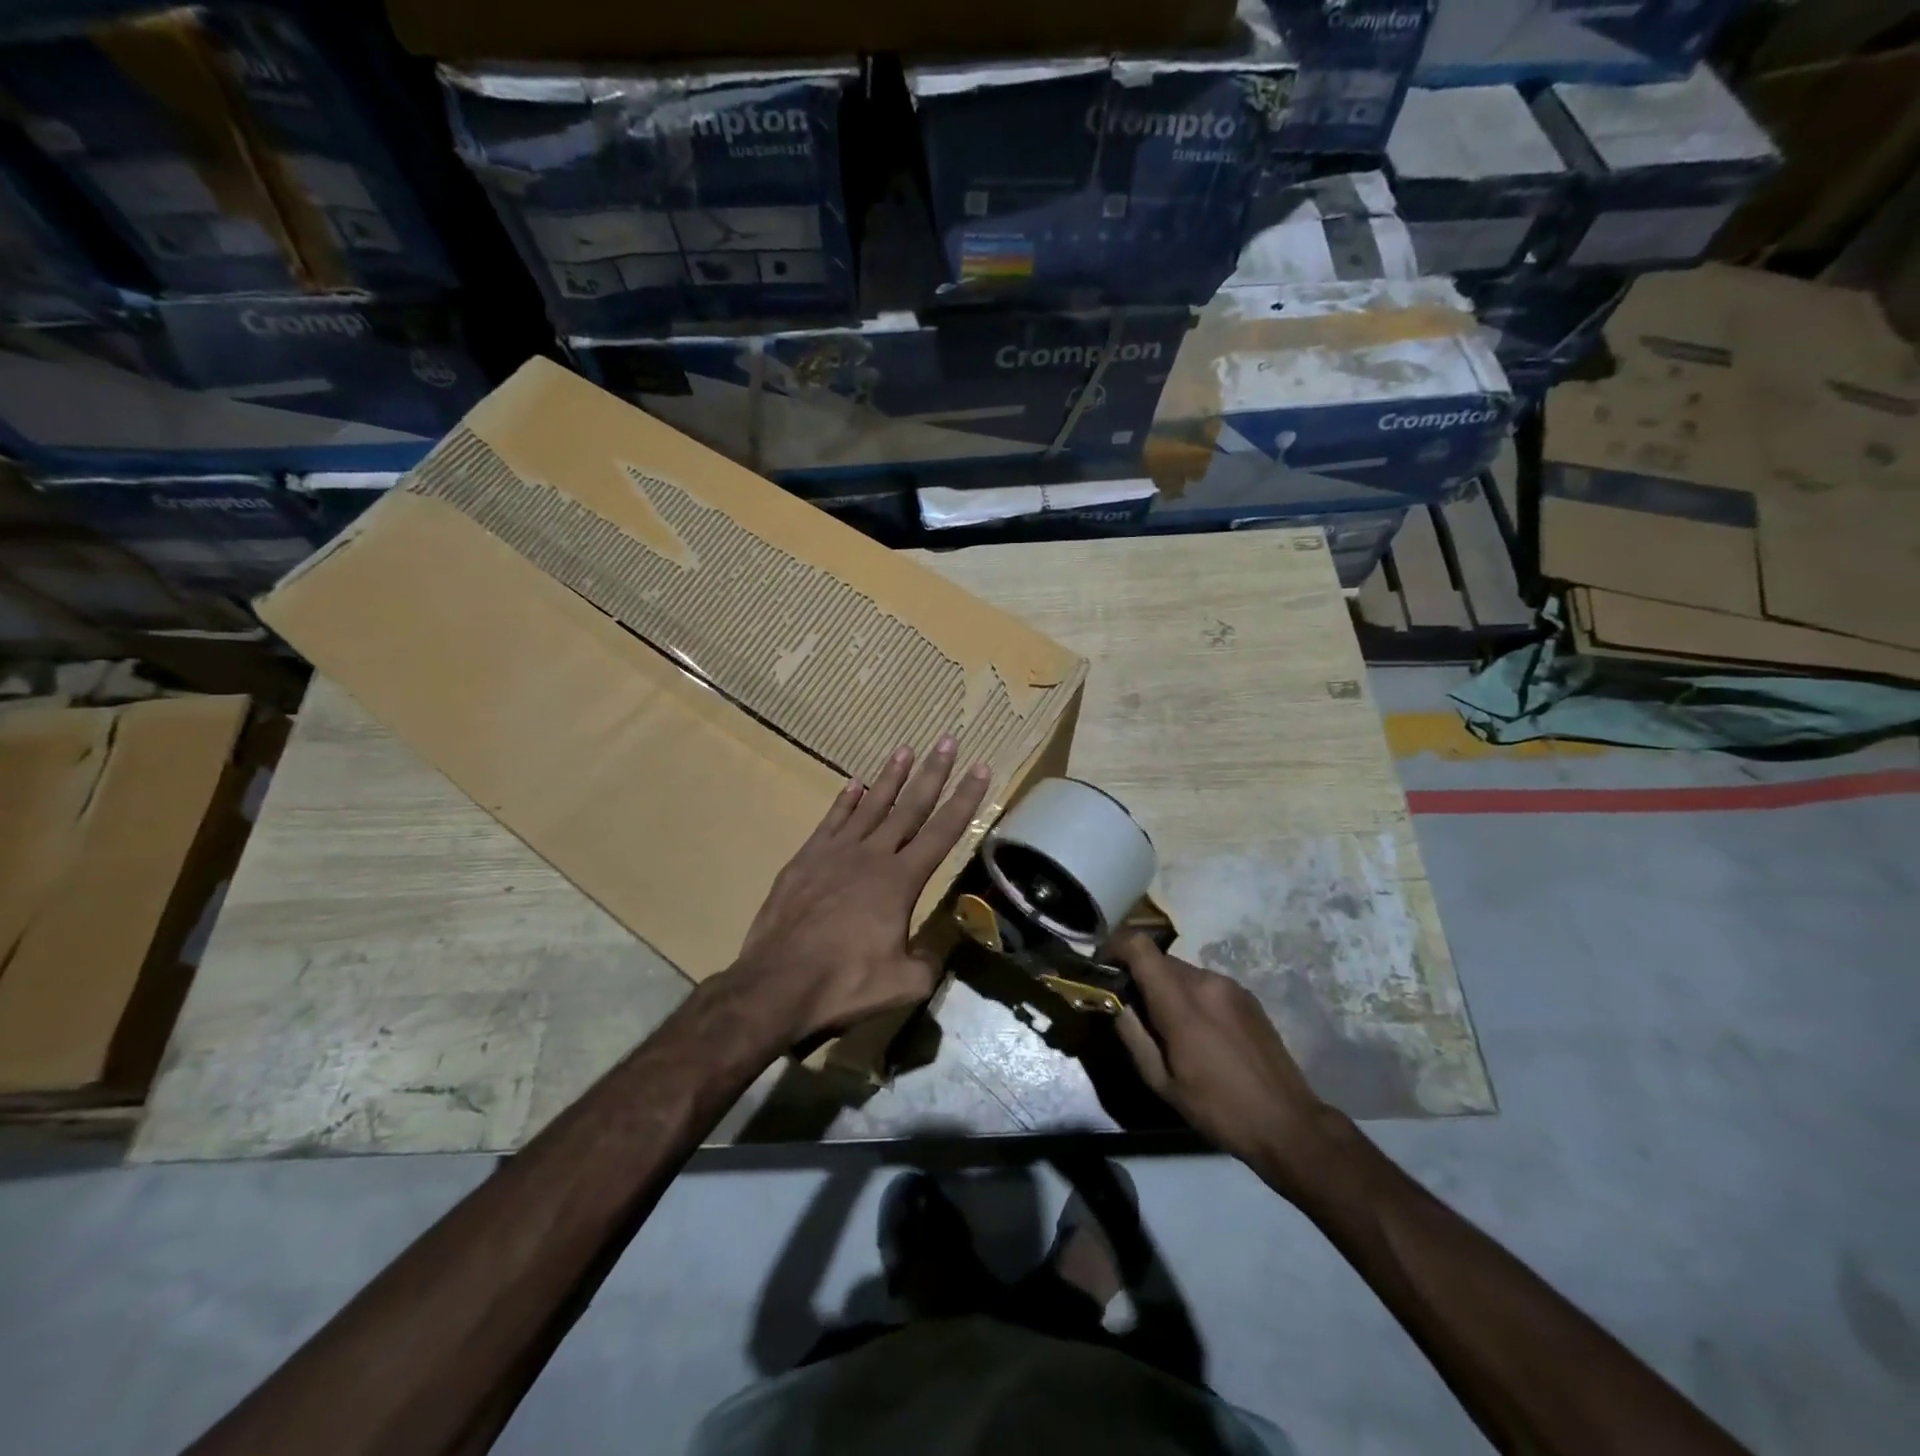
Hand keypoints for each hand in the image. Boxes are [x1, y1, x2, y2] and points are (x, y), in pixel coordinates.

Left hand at [727, 738, 990, 1043]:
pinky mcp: (805, 860)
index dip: (965, 799)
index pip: (942, 832)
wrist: (776, 984)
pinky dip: (845, 800)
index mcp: (900, 881)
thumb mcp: (903, 984)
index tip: (979, 768)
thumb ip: (928, 963)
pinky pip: (831, 821)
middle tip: (947, 740)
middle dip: (932, 773)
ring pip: (870, 806)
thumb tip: (938, 951)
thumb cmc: (844, 984)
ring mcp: (835, 854)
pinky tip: (854, 784)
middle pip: (909, 807)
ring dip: (890, 777)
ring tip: (904, 749)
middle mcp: (871, 856)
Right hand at [1110, 935, 1337, 1182]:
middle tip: (1131, 1009)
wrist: (1289, 1124)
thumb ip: (1132, 1034)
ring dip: (1165, 987)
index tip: (1102, 968)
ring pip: (1182, 971)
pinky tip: (1198, 1031)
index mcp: (1181, 1001)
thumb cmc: (1218, 1109)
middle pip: (1158, 959)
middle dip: (1138, 975)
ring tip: (1166, 1026)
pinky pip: (1205, 983)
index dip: (1114, 947)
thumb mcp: (1161, 1082)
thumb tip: (1114, 1002)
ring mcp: (1230, 985)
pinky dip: (1189, 995)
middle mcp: (1205, 981)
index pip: (1139, 946)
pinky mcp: (1247, 996)